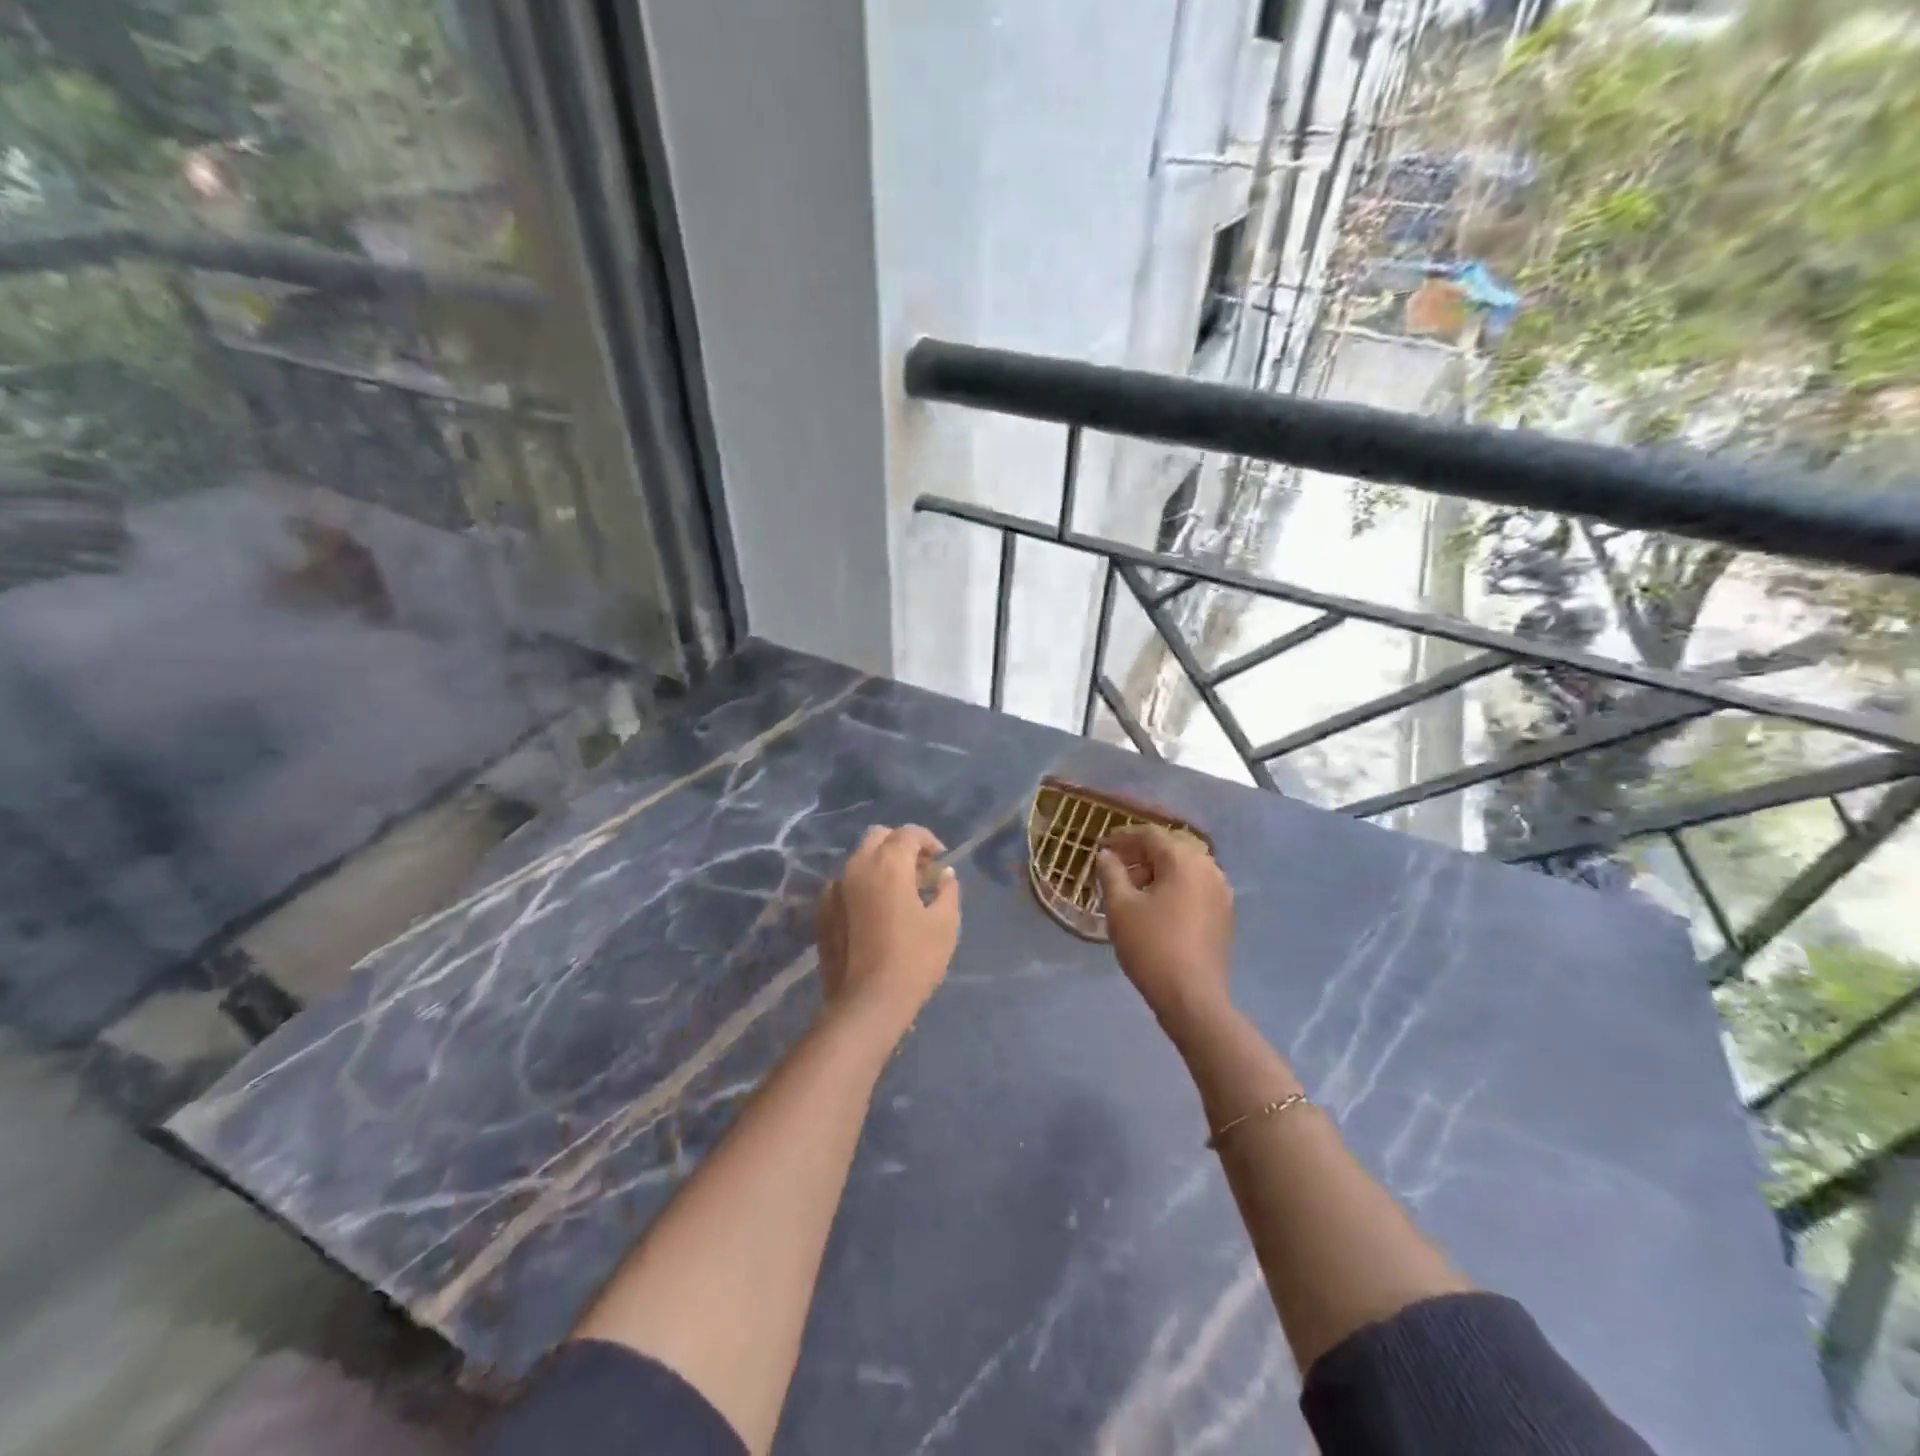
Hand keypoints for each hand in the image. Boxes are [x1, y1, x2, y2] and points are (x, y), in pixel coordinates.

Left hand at [816, 825, 959, 1037]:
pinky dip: (861, 886)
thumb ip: (947, 892)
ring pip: (858, 859)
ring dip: (879, 864)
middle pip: (878, 837)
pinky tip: (873, 910)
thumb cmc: (914, 959)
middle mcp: (857, 866)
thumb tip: (945, 875)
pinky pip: (843, 885)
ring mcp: (835, 889)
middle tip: (919, 868)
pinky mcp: (822, 911)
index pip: (909, 833)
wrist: (867, 1002)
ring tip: (897, 890)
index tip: (940, 859)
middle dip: (900, 844)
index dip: (928, 840)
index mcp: (889, 864)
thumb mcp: (945, 924)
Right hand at [1094, 825, 1233, 1042]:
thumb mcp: (1120, 907)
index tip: (1101, 847)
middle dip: (1141, 853)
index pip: (1150, 835)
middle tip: (1114, 866)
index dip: (1122, 837)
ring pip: (1185, 867)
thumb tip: (1106, 855)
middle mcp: (1208, 868)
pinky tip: (1154, 906)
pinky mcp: (1224, 913)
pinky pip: (1195, 886)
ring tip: (1130, 889)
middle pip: (1171, 847)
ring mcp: (1221, 891)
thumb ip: (1111, 873)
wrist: (1192, 997)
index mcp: (1184, 860)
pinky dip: (1173, 886)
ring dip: (1157, 870)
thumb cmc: (1151, 945)